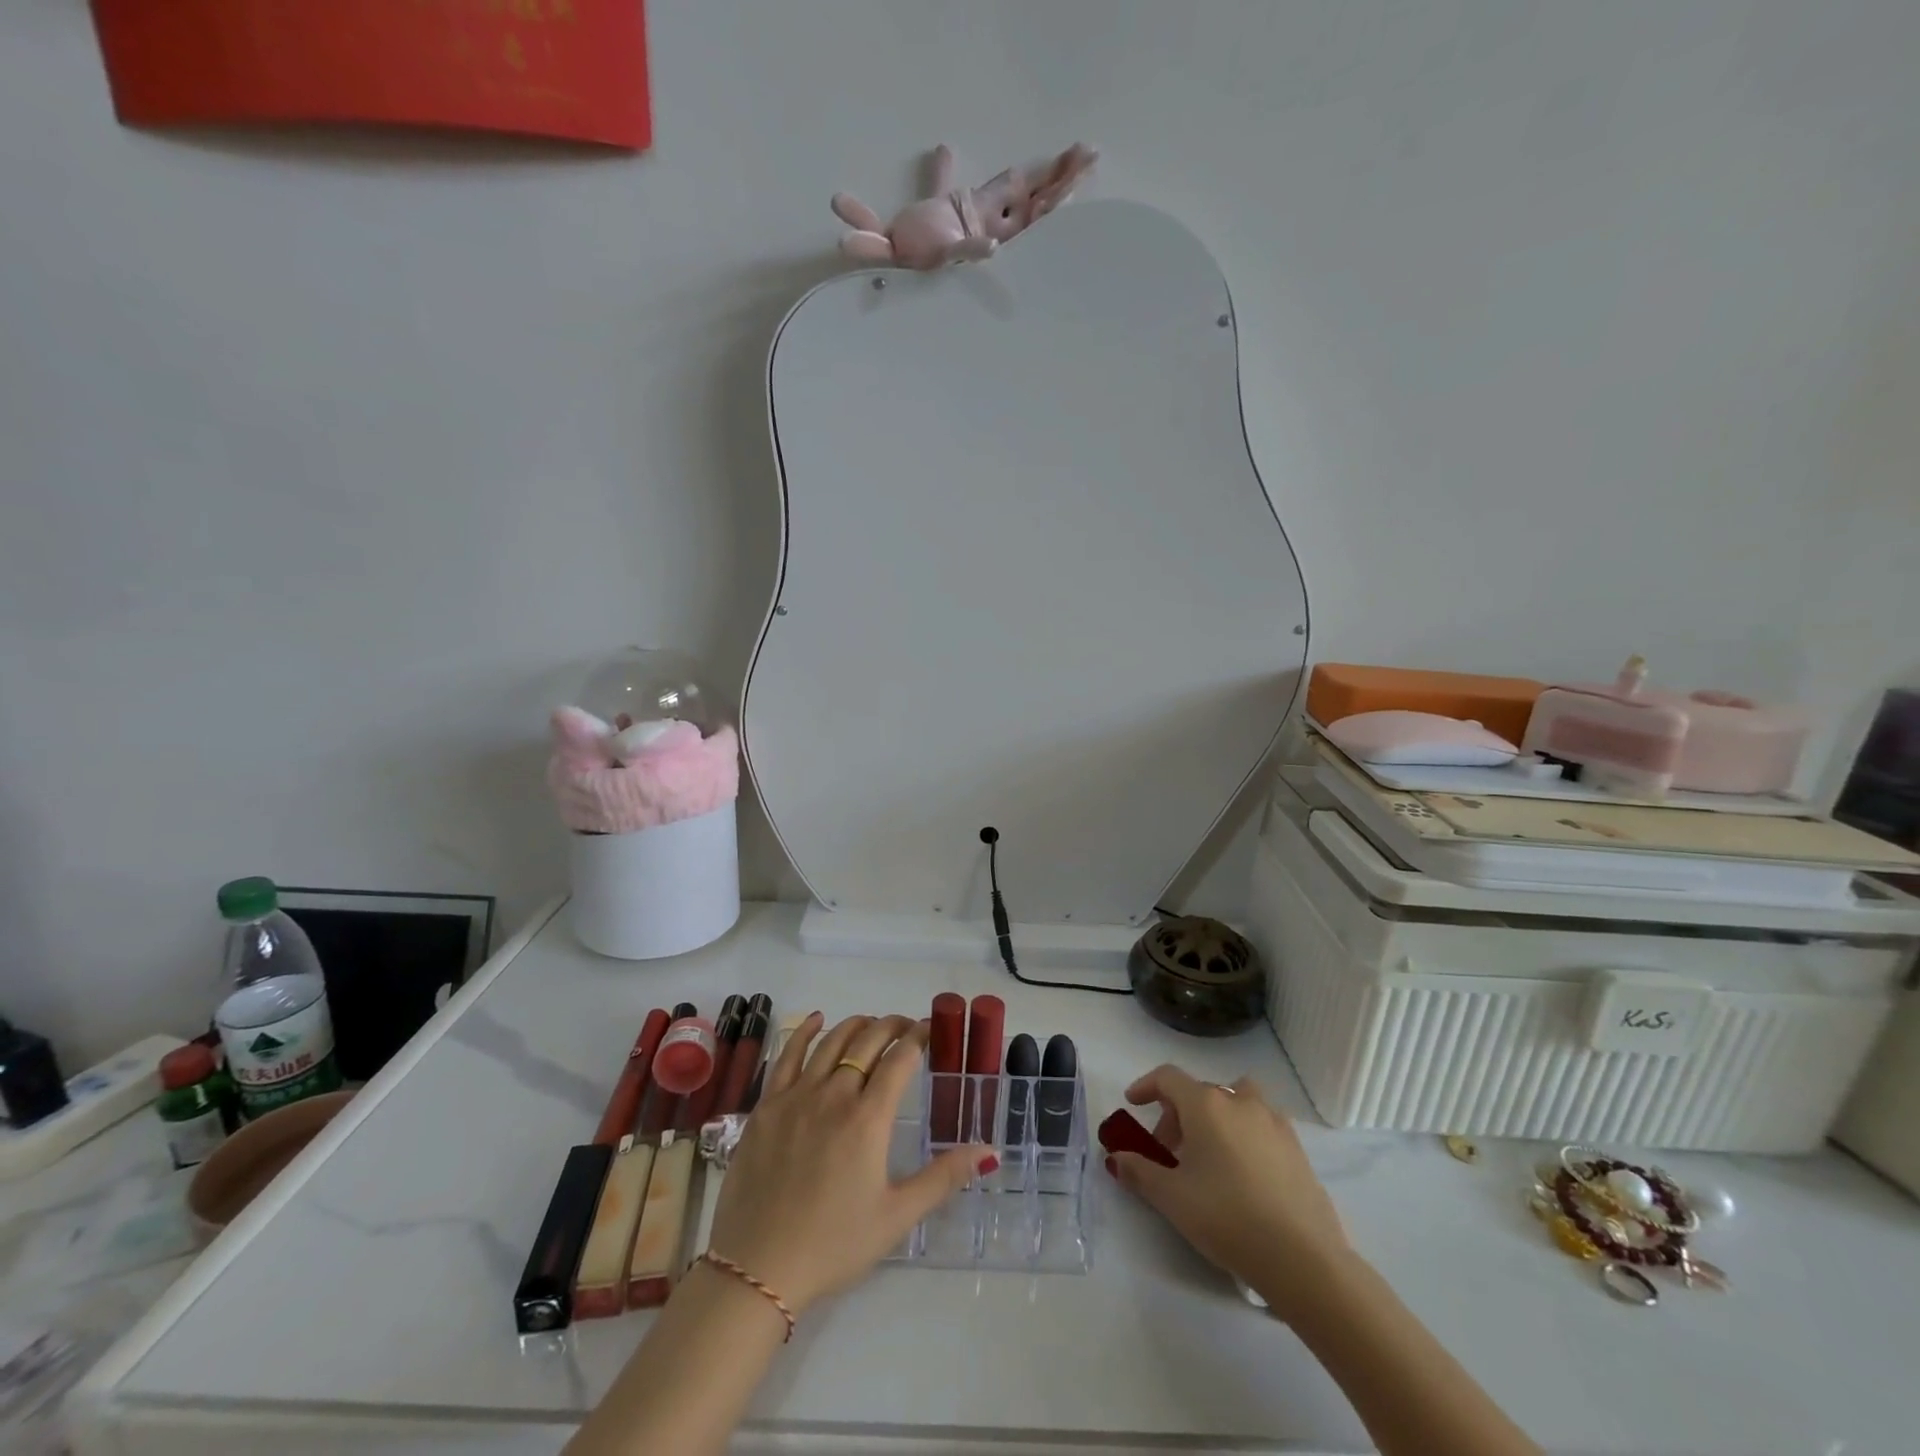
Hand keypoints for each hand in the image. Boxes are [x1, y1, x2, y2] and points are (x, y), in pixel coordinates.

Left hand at [705, 1012, 993, 1315]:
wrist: (757, 1269)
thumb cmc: (834, 1245)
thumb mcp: (897, 1217)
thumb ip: (943, 1177)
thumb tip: (989, 1150)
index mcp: (868, 1119)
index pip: (899, 1060)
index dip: (917, 1038)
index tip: (929, 1030)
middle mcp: (833, 1096)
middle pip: (867, 1043)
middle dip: (891, 1027)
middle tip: (905, 1026)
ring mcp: (795, 1097)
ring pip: (831, 1043)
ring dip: (856, 1026)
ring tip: (871, 1024)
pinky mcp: (766, 1107)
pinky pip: (788, 1055)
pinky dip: (806, 1032)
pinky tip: (818, 1020)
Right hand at [1107, 1065, 1350, 1319]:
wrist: (1303, 1259)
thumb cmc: (1227, 1218)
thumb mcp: (1171, 1198)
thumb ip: (1139, 1171)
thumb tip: (1116, 1157)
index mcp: (1205, 1104)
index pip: (1167, 1077)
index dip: (1146, 1086)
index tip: (1133, 1104)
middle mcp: (1239, 1101)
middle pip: (1199, 1092)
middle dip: (1177, 1114)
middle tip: (1167, 1152)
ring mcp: (1273, 1122)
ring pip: (1236, 1101)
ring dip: (1216, 1116)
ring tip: (1210, 1153)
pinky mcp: (1297, 1148)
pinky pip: (1261, 1124)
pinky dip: (1245, 1133)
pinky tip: (1243, 1172)